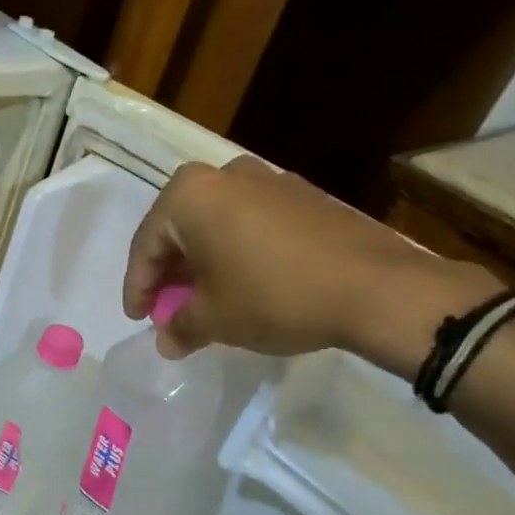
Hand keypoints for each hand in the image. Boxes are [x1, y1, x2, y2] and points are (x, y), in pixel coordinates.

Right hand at [122, 157, 499, 373]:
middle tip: (168, 309)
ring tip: (205, 299)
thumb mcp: (216, 318)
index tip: (138, 318)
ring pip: (216, 224)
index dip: (137, 286)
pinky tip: (245, 283)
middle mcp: (224, 175)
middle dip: (169, 272)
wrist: (377, 287)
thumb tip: (166, 339)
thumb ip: (180, 326)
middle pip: (179, 228)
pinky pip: (250, 223)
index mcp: (190, 194)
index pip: (146, 244)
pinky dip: (236, 251)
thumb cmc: (275, 296)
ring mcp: (268, 179)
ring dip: (202, 261)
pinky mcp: (303, 195)